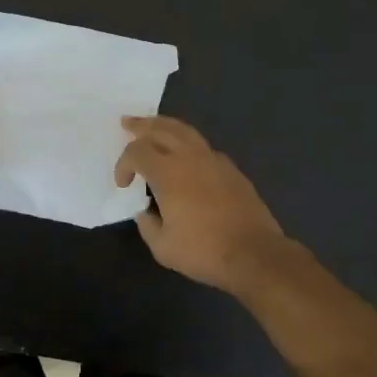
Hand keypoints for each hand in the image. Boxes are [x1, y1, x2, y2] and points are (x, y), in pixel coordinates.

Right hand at [114, 115, 290, 294]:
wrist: (254, 253)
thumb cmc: (204, 251)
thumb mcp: (163, 247)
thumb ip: (148, 225)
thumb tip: (146, 212)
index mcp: (168, 173)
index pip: (137, 152)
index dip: (123, 164)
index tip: (123, 184)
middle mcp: (190, 158)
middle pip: (161, 129)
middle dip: (141, 126)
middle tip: (127, 122)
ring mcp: (214, 160)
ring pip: (185, 131)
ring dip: (165, 125)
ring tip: (153, 125)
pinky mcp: (231, 169)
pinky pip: (203, 146)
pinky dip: (187, 142)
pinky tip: (185, 153)